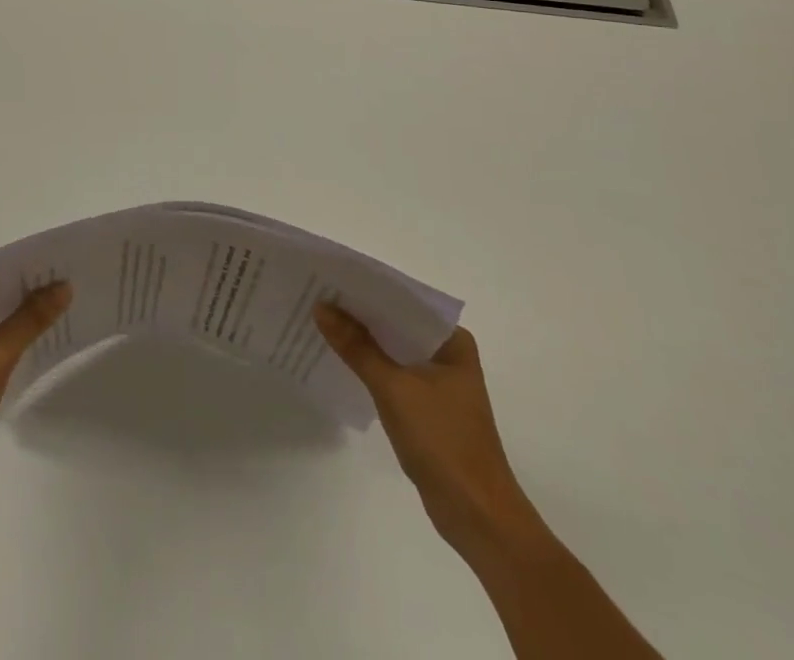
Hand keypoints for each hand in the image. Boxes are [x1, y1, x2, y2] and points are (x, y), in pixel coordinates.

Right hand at [315, 308, 543, 557]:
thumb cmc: (442, 441)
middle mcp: (448, 354)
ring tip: (321, 321)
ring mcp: (439, 383)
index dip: (367, 289)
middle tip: (317, 294)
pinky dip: (370, 367)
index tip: (331, 276)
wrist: (477, 517)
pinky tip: (340, 360)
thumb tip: (321, 307)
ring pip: (393, 350)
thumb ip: (356, 346)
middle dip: (360, 314)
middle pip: (396, 324)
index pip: (403, 301)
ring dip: (362, 341)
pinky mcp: (427, 409)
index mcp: (452, 340)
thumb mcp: (393, 388)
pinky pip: (393, 374)